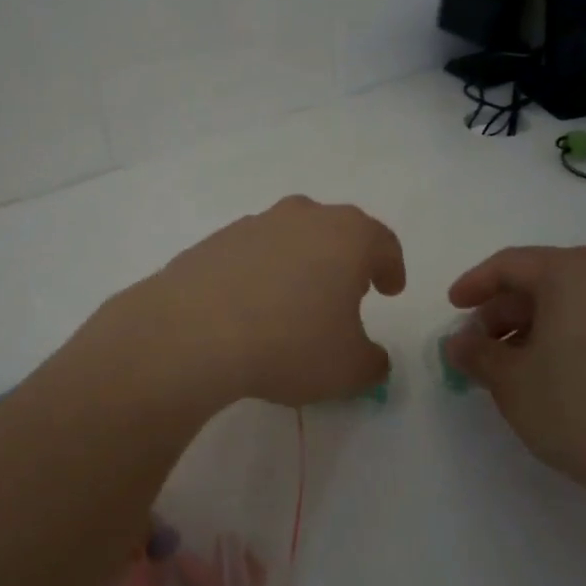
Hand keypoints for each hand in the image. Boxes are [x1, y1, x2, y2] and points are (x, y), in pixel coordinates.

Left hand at [131, 196, 406, 408]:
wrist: (193, 332)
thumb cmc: (289, 343)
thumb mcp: (348, 368)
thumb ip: (372, 362)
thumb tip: (372, 358)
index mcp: (346, 235)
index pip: (382, 242)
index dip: (391, 267)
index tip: (390, 290)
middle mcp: (302, 217)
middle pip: (335, 231)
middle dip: (345, 260)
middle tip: (346, 293)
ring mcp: (253, 224)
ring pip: (290, 238)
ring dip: (299, 264)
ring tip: (294, 304)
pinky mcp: (214, 241)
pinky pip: (250, 254)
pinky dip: (259, 274)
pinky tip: (250, 308)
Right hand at [444, 246, 585, 551]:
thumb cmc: (579, 407)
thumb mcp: (511, 382)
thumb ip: (477, 355)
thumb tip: (458, 343)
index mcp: (571, 271)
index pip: (509, 264)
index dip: (474, 285)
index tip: (452, 308)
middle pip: (542, 280)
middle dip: (503, 310)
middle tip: (478, 345)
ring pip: (571, 301)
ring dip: (533, 325)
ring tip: (511, 364)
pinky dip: (566, 335)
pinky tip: (551, 371)